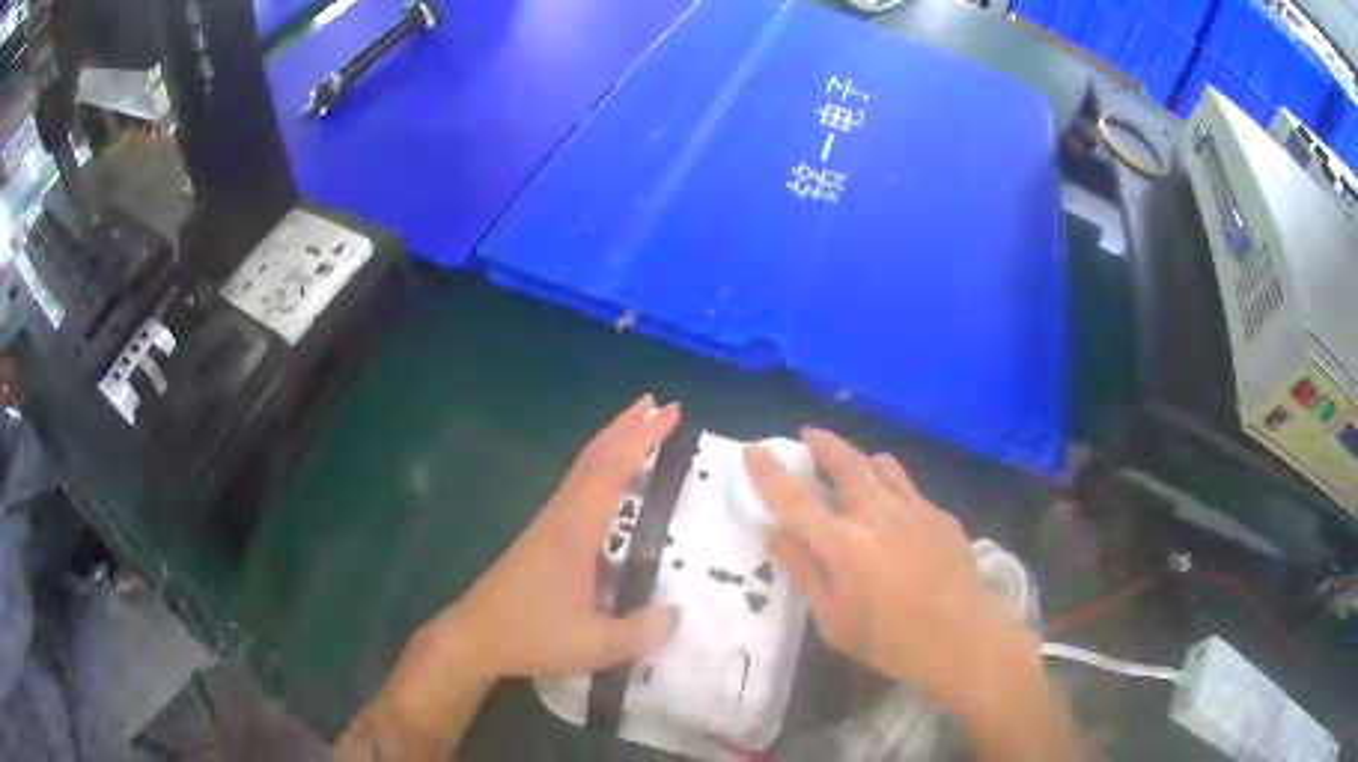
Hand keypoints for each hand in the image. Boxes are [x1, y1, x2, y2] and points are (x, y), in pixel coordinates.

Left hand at [445, 393, 681, 677]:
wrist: (474, 636)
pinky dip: (599, 469)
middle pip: (593, 457)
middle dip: (626, 426)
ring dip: (611, 443)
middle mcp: (560, 517)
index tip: (671, 414)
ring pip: (582, 469)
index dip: (641, 439)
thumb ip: (639, 632)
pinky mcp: (541, 538)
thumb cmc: (531, 636)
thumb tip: (677, 614)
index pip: (611, 471)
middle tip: (658, 403)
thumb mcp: (592, 645)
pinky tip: (609, 484)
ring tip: (638, 428)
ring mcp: (548, 525)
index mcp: (574, 532)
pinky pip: (576, 488)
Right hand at [745, 428, 1035, 703]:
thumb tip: (776, 534)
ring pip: (881, 466)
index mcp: (844, 545)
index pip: (796, 500)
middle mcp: (877, 516)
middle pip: (845, 464)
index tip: (753, 450)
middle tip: (808, 433)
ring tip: (851, 461)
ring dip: (859, 456)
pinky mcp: (940, 515)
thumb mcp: (834, 620)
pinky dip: (890, 484)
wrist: (961, 637)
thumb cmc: (889, 640)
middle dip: (823, 443)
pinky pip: (908, 487)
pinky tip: (893, 508)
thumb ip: (805, 572)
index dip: (770, 472)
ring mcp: (914, 510)